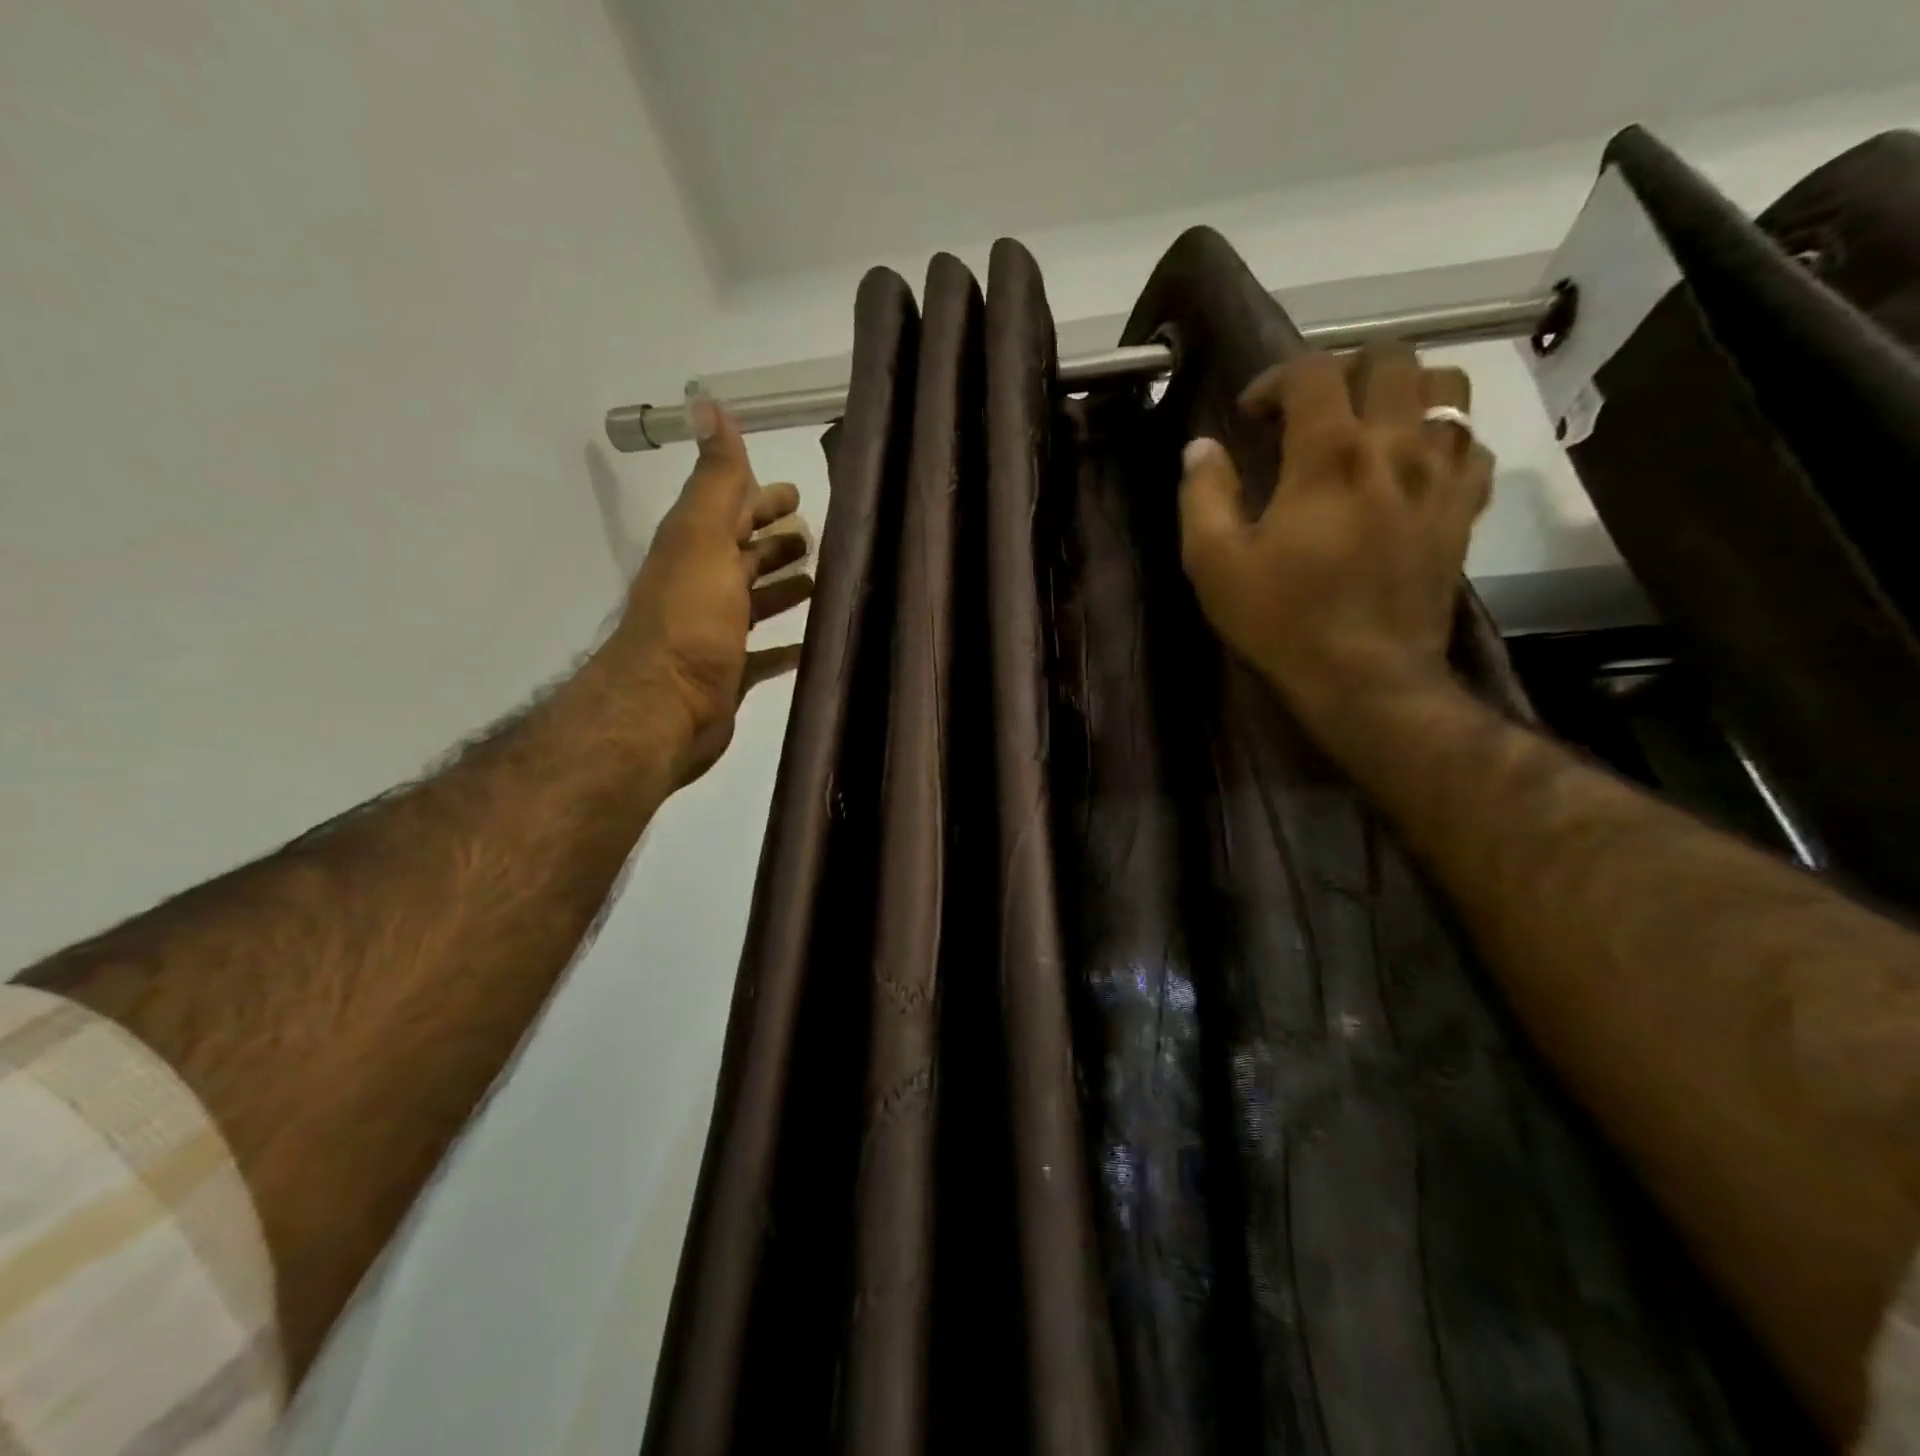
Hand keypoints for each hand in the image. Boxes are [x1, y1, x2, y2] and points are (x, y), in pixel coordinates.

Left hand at [619, 400, 813, 784]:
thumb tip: (710, 404)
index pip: (732, 510)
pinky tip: (814, 643)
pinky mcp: (731, 672)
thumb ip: (717, 479)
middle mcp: (704, 585)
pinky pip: (766, 653)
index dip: (761, 497)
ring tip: (824, 582)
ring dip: (784, 588)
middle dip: (776, 542)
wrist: (665, 707)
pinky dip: (787, 646)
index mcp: (696, 548)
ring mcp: (717, 632)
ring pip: (756, 601)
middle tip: (817, 535)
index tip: (798, 491)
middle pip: (745, 555)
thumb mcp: (704, 537)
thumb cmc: (691, 618)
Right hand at [1178, 345, 1493, 725]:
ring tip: (1372, 423)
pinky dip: (1443, 440)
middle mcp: (1395, 447)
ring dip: (1406, 389)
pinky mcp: (1463, 511)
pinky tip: (1413, 466)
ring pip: (1449, 388)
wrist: (1366, 678)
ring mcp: (1440, 477)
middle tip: (1314, 410)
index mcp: (1329, 455)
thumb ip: (1204, 496)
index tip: (1251, 417)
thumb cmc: (1283, 620)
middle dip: (1344, 369)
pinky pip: (1472, 447)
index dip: (1274, 380)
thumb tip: (1201, 448)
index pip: (1312, 372)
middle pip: (1392, 359)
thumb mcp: (1216, 564)